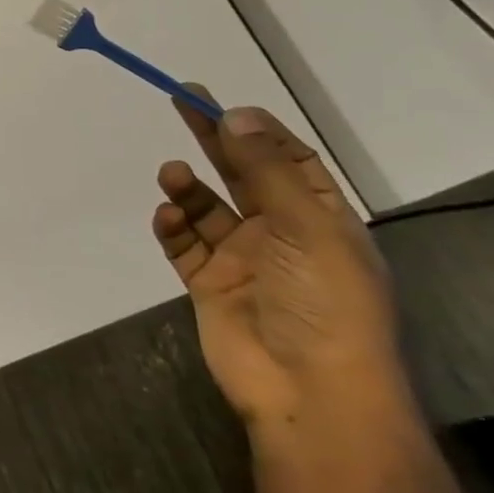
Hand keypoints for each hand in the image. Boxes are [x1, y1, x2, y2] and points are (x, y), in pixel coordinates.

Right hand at [152, 97, 404, 432]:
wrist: (308, 391)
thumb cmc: (325, 303)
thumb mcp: (306, 227)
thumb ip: (266, 170)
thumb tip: (237, 114)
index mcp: (321, 220)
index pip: (289, 161)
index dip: (258, 131)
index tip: (224, 104)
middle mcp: (282, 234)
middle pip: (242, 174)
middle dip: (213, 140)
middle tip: (181, 102)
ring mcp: (243, 260)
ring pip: (207, 208)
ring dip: (188, 188)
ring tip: (171, 175)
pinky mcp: (209, 283)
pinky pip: (184, 244)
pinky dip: (173, 227)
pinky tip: (168, 218)